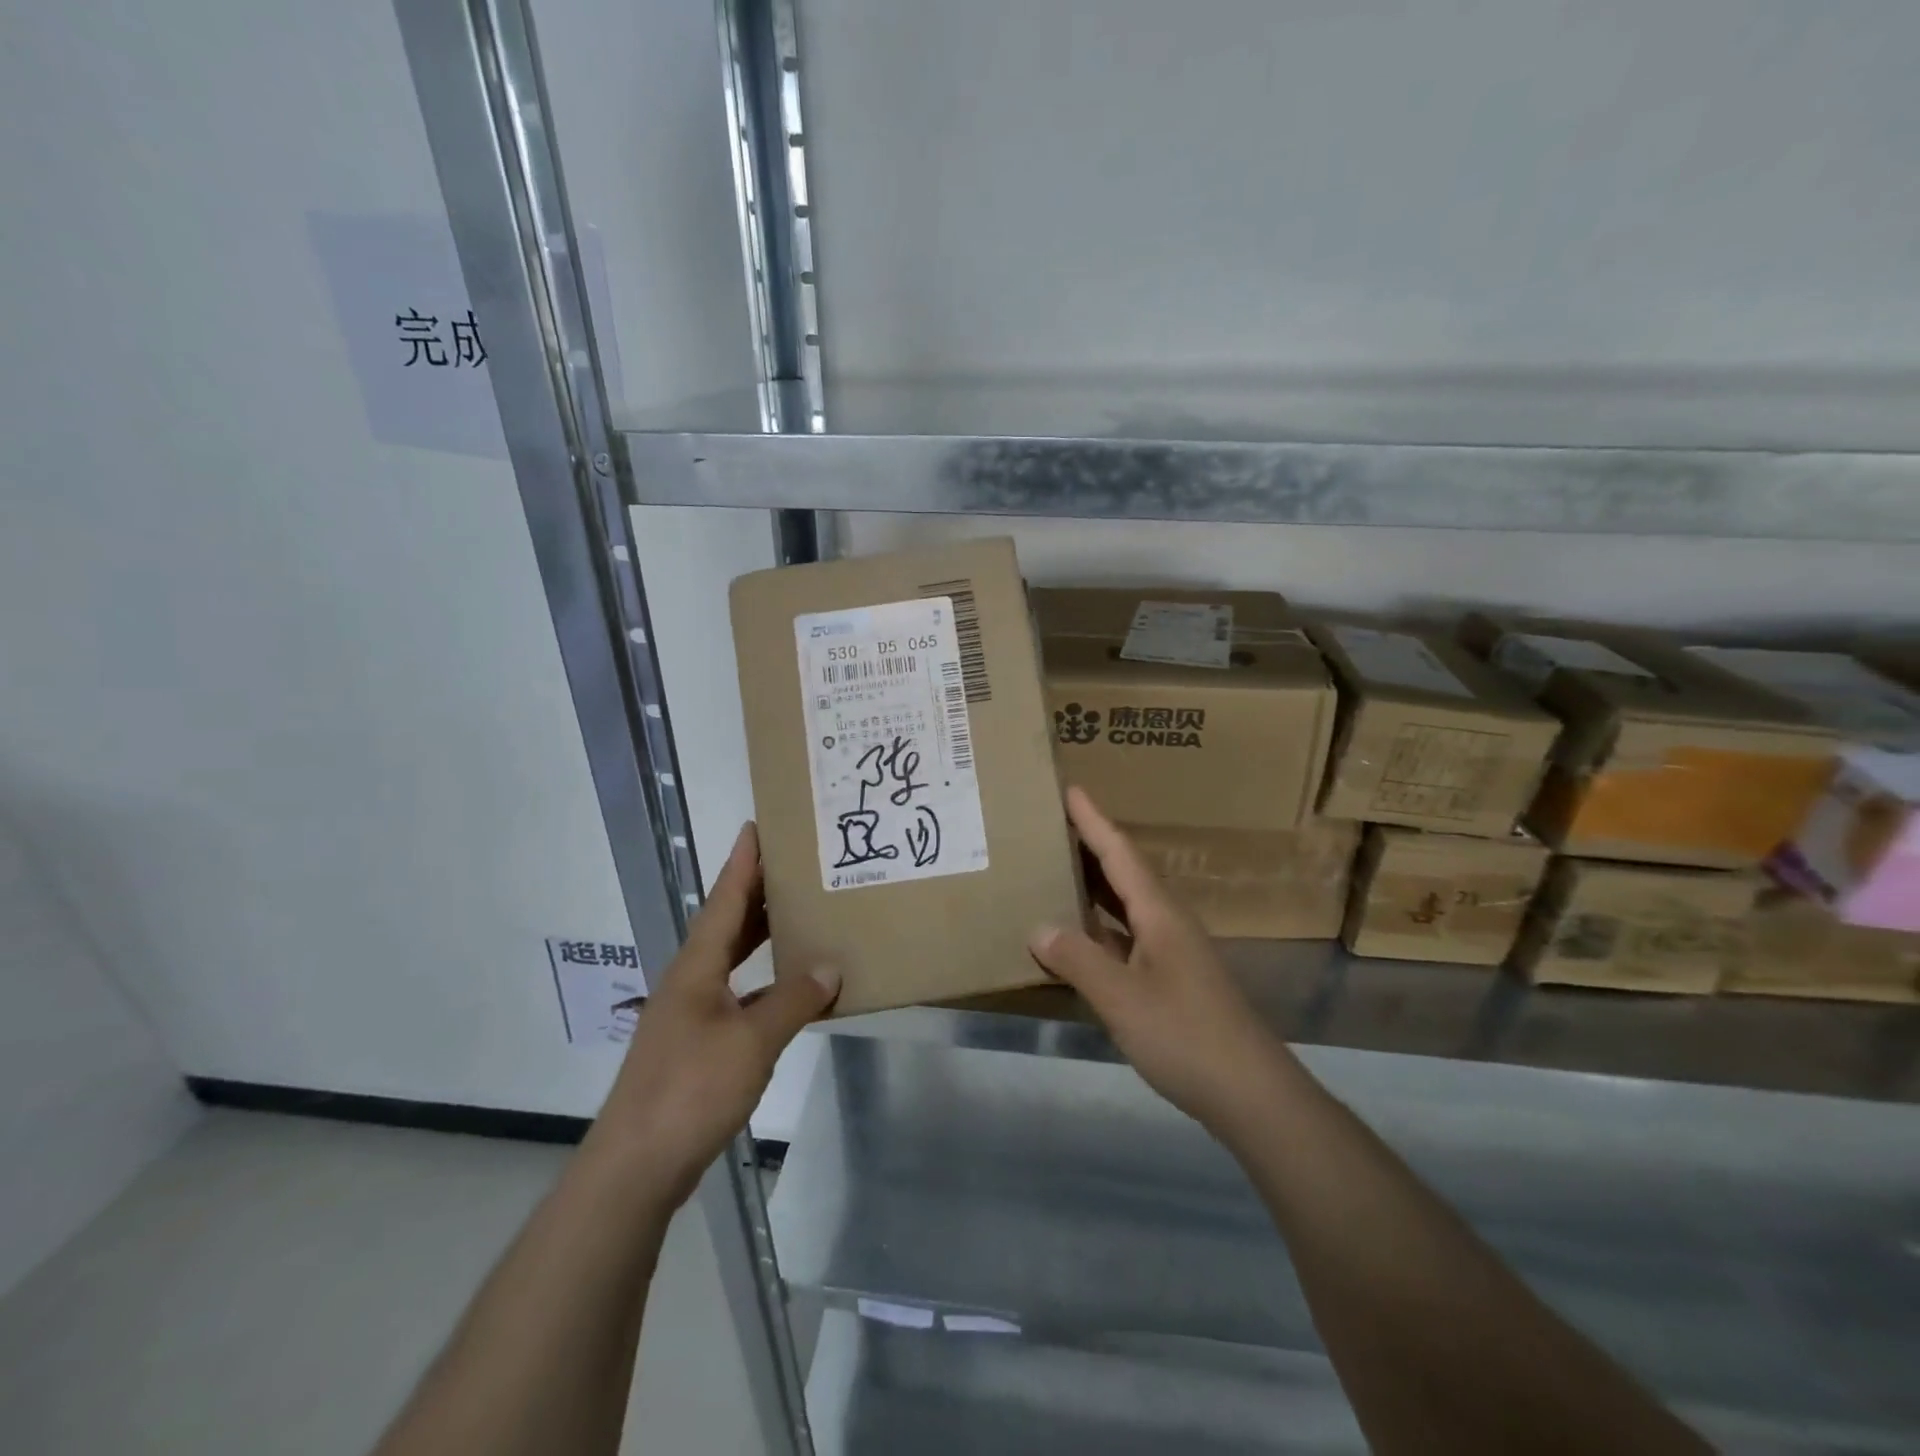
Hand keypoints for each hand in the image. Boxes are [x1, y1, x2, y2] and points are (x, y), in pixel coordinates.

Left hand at [587, 823, 838, 1203]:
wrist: (636, 1165)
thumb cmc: (691, 1090)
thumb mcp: (752, 1042)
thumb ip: (793, 1001)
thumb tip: (830, 967)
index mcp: (697, 967)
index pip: (723, 899)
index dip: (742, 863)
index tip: (756, 827)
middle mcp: (690, 981)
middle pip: (726, 924)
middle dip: (756, 892)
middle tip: (792, 865)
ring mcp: (690, 1015)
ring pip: (730, 960)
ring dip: (760, 937)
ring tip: (796, 915)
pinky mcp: (696, 1045)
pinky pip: (737, 995)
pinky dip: (763, 983)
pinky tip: (788, 990)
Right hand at [1027, 787, 1294, 1134]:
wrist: (1251, 1093)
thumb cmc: (1186, 1036)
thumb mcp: (1122, 998)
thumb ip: (1078, 960)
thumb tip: (1038, 927)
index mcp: (1159, 913)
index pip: (1121, 853)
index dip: (1094, 821)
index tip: (1070, 789)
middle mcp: (1167, 923)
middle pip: (1124, 873)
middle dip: (1091, 846)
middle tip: (1052, 825)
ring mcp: (1172, 953)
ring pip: (1125, 907)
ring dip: (1094, 887)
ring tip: (1057, 871)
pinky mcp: (1171, 982)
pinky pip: (1126, 939)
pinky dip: (1099, 930)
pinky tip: (1077, 940)